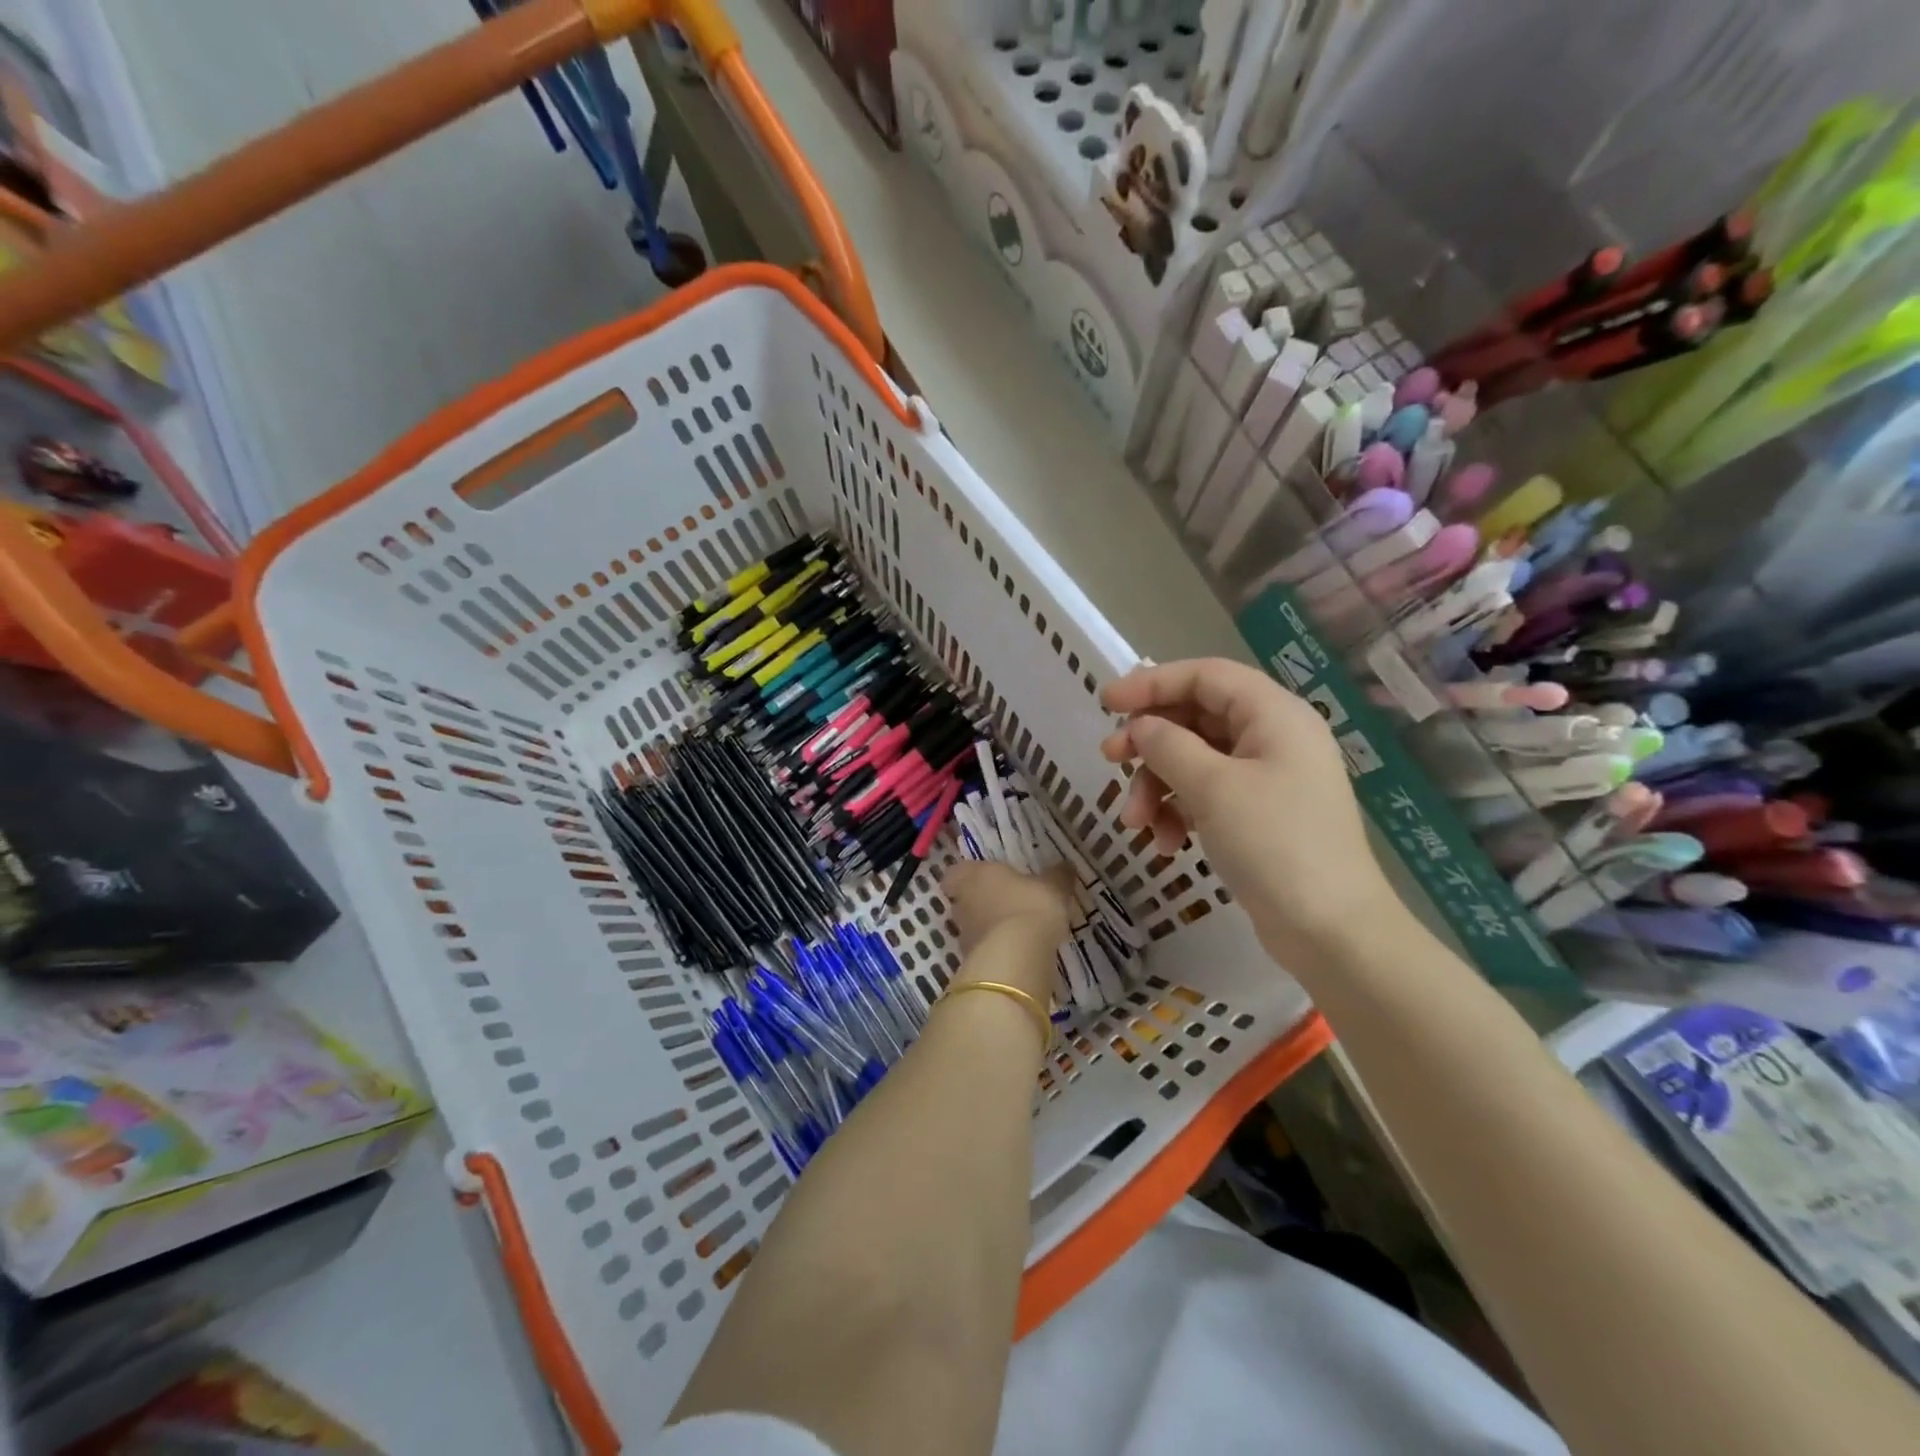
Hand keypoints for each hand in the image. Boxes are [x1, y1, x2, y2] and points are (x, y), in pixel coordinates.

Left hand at [940, 860, 1074, 1001]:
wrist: (1016, 957)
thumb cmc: (1030, 907)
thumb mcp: (1052, 887)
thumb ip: (1057, 875)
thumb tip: (1065, 866)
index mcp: (975, 875)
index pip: (956, 872)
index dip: (966, 875)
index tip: (984, 879)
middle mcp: (963, 902)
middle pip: (963, 899)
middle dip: (980, 901)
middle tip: (1005, 903)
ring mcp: (964, 934)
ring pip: (971, 925)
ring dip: (988, 927)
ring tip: (1015, 930)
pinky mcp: (971, 960)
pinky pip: (982, 949)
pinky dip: (995, 949)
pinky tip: (1016, 952)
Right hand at [1099, 658, 1402, 966]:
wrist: (1331, 932)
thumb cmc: (1275, 845)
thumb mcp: (1213, 788)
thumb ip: (1168, 745)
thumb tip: (1140, 727)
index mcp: (1274, 714)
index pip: (1204, 676)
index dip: (1152, 683)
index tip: (1106, 704)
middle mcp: (1273, 737)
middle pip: (1196, 718)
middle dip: (1150, 743)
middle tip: (1110, 761)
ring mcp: (1268, 778)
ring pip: (1195, 760)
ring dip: (1158, 786)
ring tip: (1135, 824)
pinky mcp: (1259, 815)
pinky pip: (1207, 794)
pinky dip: (1179, 811)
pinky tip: (1165, 844)